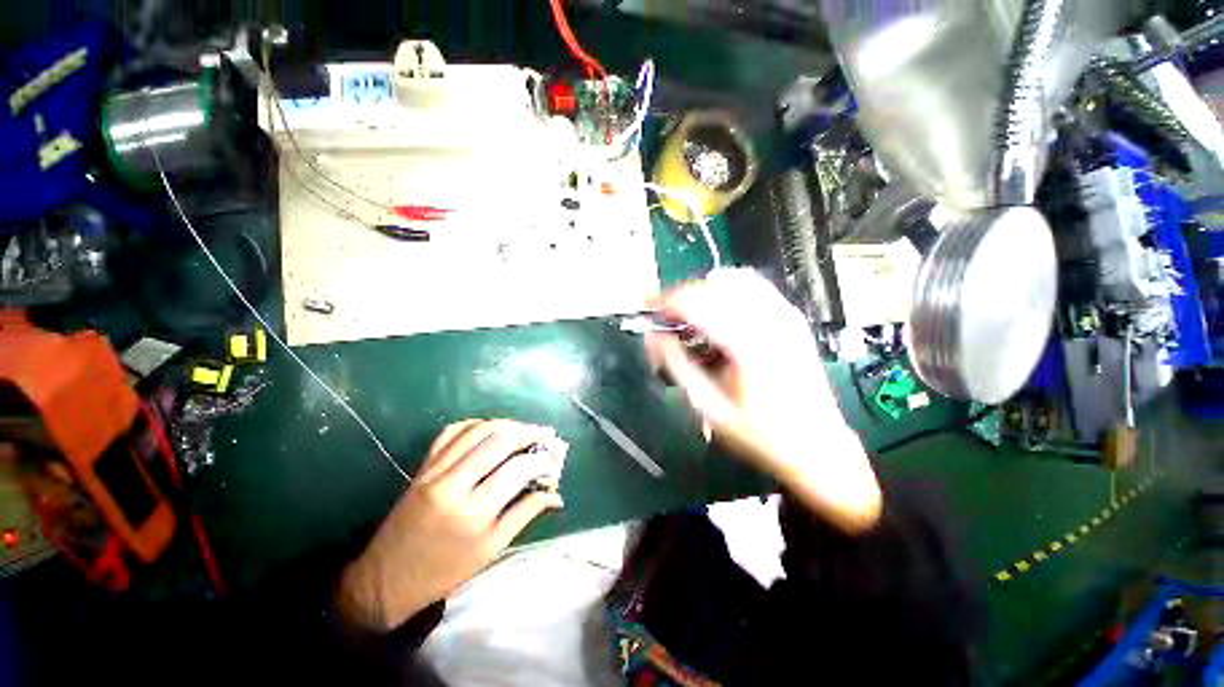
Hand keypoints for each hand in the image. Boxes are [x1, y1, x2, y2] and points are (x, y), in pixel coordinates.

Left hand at [338, 419, 566, 631]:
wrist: (386, 579)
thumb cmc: (445, 571)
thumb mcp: (492, 549)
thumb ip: (525, 514)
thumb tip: (556, 495)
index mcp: (473, 512)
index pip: (517, 470)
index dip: (541, 459)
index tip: (554, 457)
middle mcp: (452, 484)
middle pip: (497, 440)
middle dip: (527, 432)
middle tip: (545, 434)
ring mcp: (434, 471)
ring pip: (476, 430)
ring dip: (505, 424)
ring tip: (523, 429)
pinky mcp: (422, 466)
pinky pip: (451, 432)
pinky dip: (475, 425)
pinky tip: (490, 429)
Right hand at [645, 269, 881, 532]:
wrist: (819, 445)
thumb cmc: (761, 433)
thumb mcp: (710, 407)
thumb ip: (678, 366)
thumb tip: (652, 337)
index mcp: (747, 342)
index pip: (697, 301)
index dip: (666, 301)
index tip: (648, 310)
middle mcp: (769, 318)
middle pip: (712, 285)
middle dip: (682, 296)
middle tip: (666, 320)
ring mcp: (785, 314)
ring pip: (733, 280)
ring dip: (704, 292)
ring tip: (690, 318)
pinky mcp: (792, 317)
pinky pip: (754, 286)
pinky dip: (728, 292)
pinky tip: (719, 316)